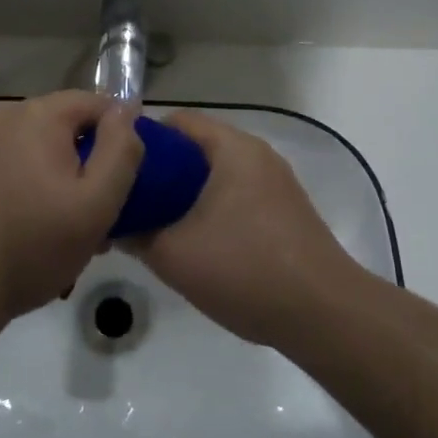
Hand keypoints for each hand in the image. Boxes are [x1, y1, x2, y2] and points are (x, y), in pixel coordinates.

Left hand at [0, 92, 144, 319]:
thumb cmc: (30, 245)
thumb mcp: (95, 204)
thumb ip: (121, 151)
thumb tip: (128, 109)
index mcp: (39, 114)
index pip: (98, 104)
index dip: (120, 139)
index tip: (126, 184)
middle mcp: (6, 117)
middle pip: (68, 129)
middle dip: (89, 167)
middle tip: (100, 218)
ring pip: (40, 153)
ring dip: (61, 184)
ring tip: (68, 235)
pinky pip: (14, 170)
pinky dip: (31, 192)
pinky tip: (32, 235)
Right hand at [127, 110, 358, 345]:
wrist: (324, 315)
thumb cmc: (245, 269)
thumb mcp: (173, 254)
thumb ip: (134, 233)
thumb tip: (112, 223)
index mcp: (232, 148)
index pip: (176, 121)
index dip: (139, 140)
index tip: (113, 168)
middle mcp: (256, 155)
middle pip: (195, 148)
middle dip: (159, 171)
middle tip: (128, 199)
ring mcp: (275, 184)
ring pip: (215, 175)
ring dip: (183, 194)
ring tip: (153, 223)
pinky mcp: (285, 212)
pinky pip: (235, 195)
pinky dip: (209, 208)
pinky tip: (192, 241)